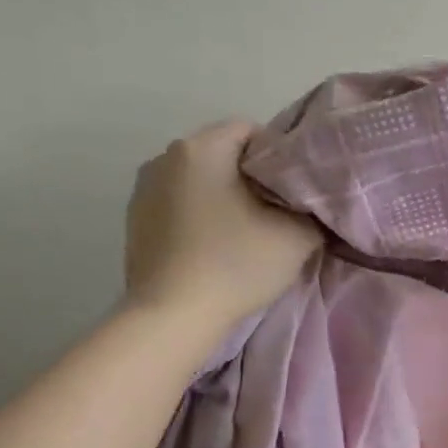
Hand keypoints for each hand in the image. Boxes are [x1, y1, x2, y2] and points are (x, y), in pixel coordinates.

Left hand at [125, 122, 321, 326]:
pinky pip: (180, 203)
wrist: (173, 317)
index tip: (296, 190)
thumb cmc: (236, 264)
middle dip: (251, 175)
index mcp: (201, 148)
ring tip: (246, 230)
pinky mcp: (135, 221)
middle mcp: (165, 157)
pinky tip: (215, 245)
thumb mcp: (298, 235)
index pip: (252, 130)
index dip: (280, 156)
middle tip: (279, 210)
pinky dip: (200, 215)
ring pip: (200, 179)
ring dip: (224, 195)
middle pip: (223, 153)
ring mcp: (143, 189)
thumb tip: (310, 203)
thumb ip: (312, 208)